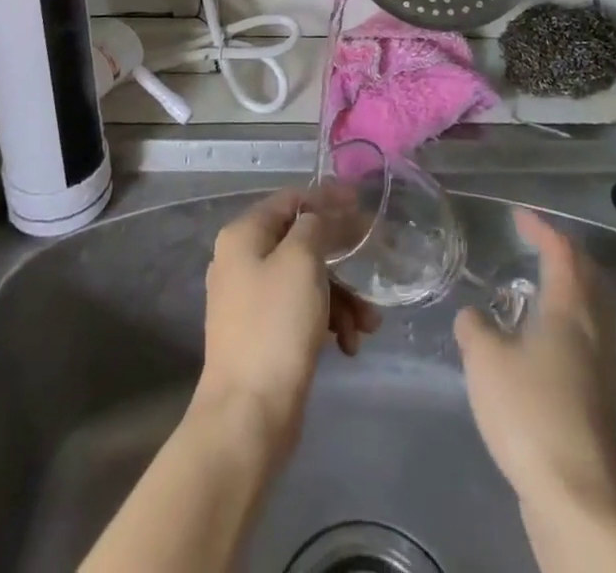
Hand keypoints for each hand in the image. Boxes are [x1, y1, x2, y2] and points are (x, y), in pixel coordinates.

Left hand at [194, 189, 380, 462]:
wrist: (248, 416)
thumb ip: (315, 225)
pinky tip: (349, 345)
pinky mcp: (263, 336)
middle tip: (374, 264)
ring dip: (342, 297)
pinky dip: (327, 322)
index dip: (326, 198)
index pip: (290, 200)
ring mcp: (250, 301)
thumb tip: (320, 216)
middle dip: (341, 258)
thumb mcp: (301, 260)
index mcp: (243, 235)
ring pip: (306, 281)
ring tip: (368, 324)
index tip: (361, 204)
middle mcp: (241, 261)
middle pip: (301, 242)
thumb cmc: (276, 325)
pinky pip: (301, 312)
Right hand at [454, 208, 615, 517]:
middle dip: (564, 254)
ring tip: (538, 286)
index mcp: (570, 310)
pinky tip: (541, 339)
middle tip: (535, 244)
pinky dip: (568, 320)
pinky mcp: (600, 400)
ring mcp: (602, 368)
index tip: (519, 217)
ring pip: (592, 309)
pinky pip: (587, 338)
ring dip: (569, 288)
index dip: (541, 229)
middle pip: (588, 277)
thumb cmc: (529, 413)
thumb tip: (473, 316)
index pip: (561, 253)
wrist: (576, 498)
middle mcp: (594, 331)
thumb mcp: (485, 361)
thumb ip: (474, 328)